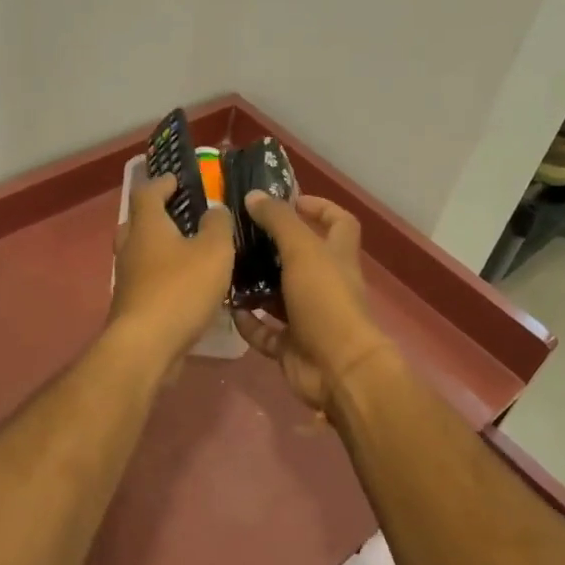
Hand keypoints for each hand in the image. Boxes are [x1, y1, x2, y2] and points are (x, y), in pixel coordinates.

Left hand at [109, 177, 236, 369]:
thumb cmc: (180, 290)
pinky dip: (163, 276)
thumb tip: (214, 210)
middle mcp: (131, 248)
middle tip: (183, 216)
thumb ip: (218, 225)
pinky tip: (186, 287)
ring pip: (141, 253)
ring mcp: (127, 279)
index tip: (177, 179)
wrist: (146, 346)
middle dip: (158, 216)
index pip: (147, 192)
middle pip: (138, 222)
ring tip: (190, 252)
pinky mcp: (131, 306)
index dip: (162, 182)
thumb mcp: (214, 251)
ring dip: (161, 248)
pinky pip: (147, 280)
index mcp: (147, 226)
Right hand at [232, 193, 395, 417]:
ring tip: (225, 267)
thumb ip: (279, 221)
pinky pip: (266, 331)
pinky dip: (249, 322)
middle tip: (240, 234)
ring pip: (279, 295)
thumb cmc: (325, 301)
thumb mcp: (302, 251)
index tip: (289, 200)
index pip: (339, 222)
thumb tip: (255, 195)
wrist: (337, 369)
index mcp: (337, 257)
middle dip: (273, 246)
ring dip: (255, 284)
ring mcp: (309, 317)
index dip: (320, 207)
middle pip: (301, 258)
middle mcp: (325, 284)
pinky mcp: (292, 345)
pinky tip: (227, 308)